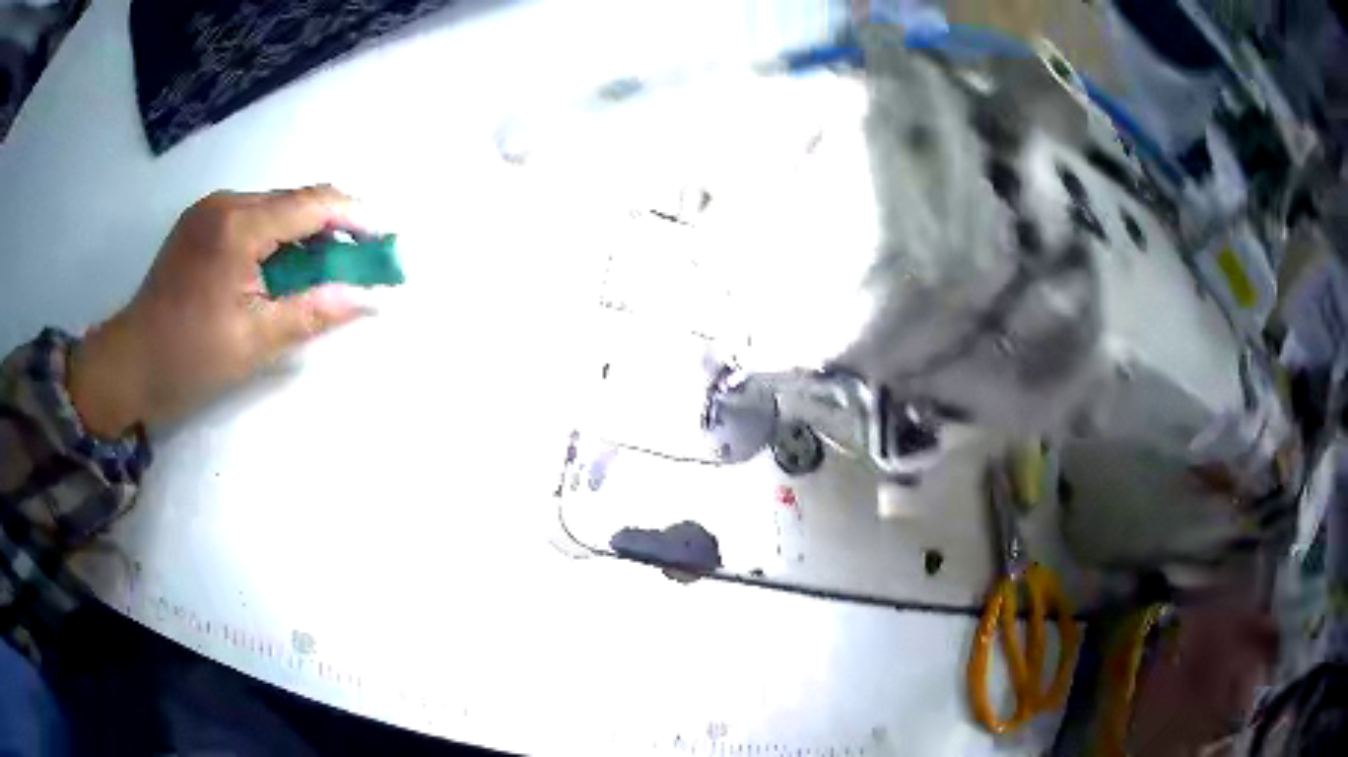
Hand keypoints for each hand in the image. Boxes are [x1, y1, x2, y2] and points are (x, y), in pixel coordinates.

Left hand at [69, 186, 369, 436]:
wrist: (129, 362)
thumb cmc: (188, 360)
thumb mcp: (253, 343)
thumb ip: (313, 313)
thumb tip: (370, 299)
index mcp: (237, 228)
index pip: (311, 204)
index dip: (354, 215)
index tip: (385, 237)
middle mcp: (225, 203)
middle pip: (294, 200)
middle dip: (332, 225)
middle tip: (358, 259)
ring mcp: (209, 208)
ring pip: (274, 206)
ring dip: (303, 231)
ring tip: (323, 266)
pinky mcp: (200, 221)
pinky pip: (252, 215)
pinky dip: (276, 234)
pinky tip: (281, 264)